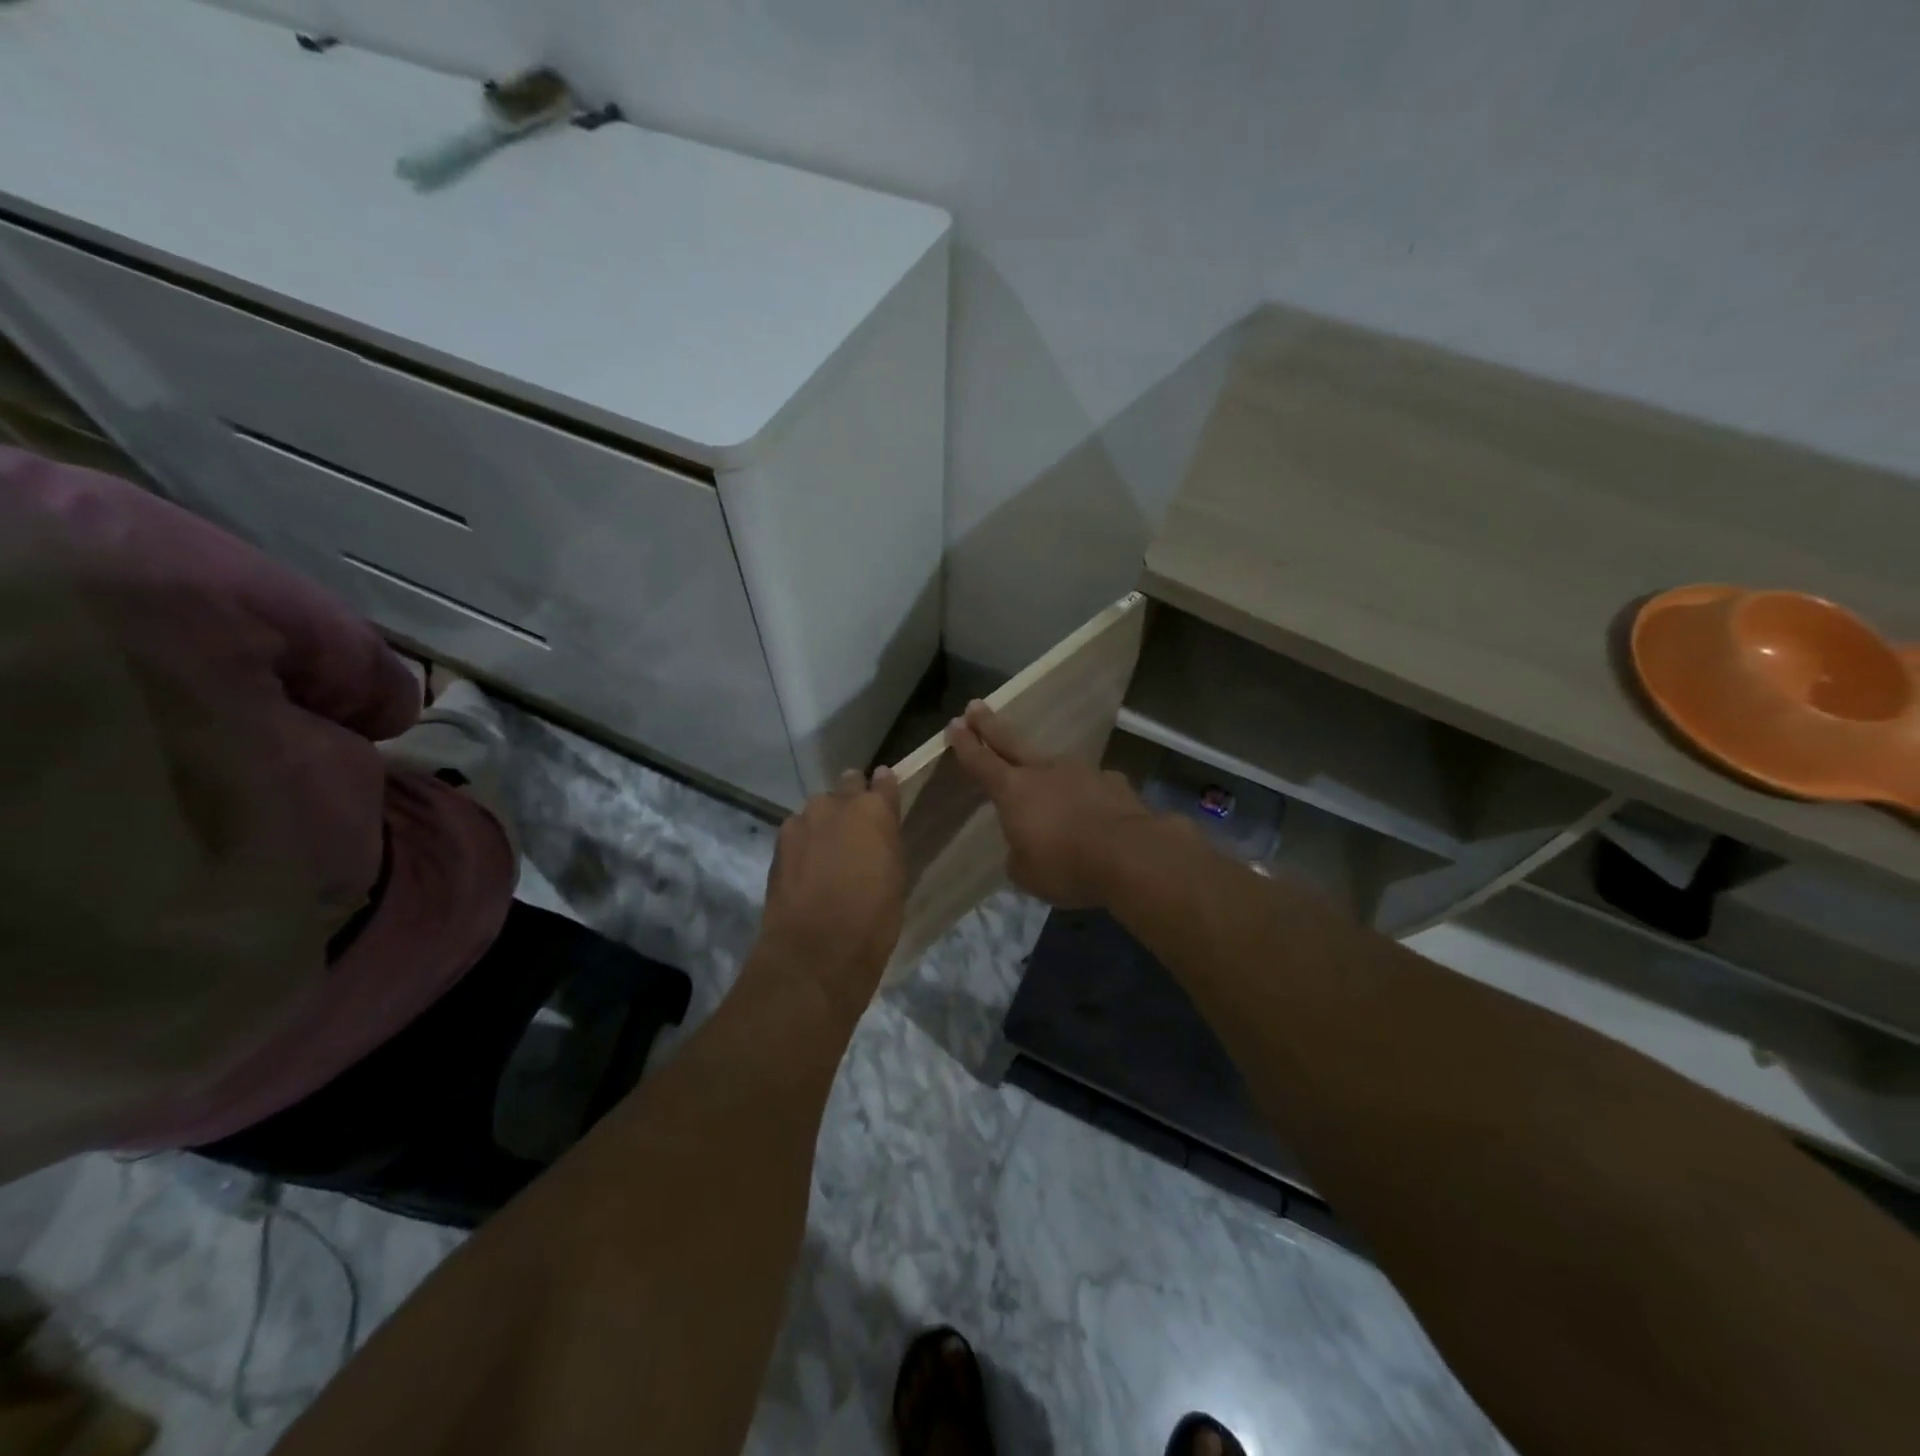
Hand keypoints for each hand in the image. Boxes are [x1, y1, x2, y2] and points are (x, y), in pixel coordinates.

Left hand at [757, 768, 905, 1014]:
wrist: (815, 951)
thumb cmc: (873, 918)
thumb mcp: (895, 876)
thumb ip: (886, 842)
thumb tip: (878, 830)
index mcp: (874, 810)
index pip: (883, 780)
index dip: (884, 786)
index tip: (885, 789)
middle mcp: (836, 804)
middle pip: (846, 786)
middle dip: (851, 800)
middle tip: (856, 828)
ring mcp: (802, 820)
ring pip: (818, 810)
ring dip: (825, 823)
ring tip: (828, 853)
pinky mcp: (778, 842)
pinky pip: (798, 832)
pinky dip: (805, 842)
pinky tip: (808, 867)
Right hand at [945, 701, 1154, 907]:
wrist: (1129, 855)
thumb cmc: (1065, 866)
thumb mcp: (1026, 872)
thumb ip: (1019, 852)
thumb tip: (1026, 845)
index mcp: (1013, 791)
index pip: (981, 762)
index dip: (965, 744)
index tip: (954, 724)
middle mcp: (1044, 771)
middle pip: (1010, 741)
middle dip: (989, 725)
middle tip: (975, 706)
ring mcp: (1081, 771)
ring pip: (1054, 763)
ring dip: (1043, 767)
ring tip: (1042, 778)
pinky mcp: (1112, 782)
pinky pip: (1090, 784)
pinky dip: (1083, 793)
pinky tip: (1090, 808)